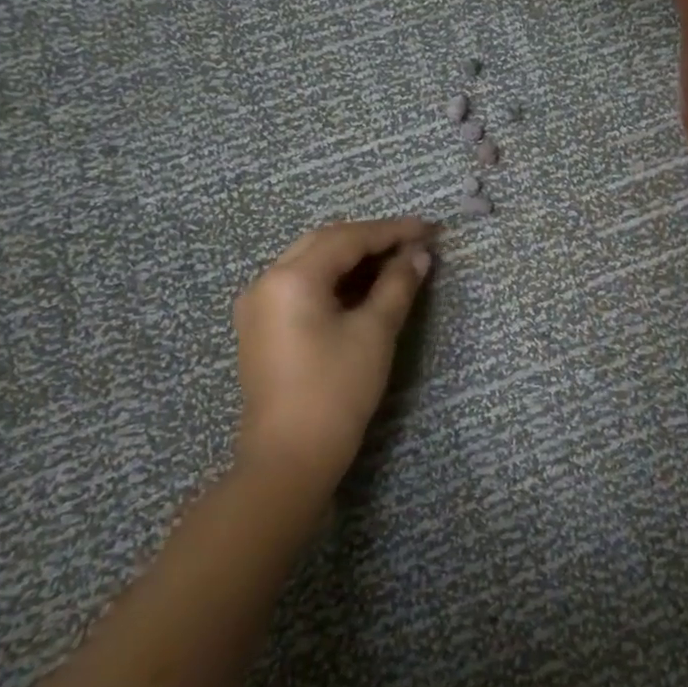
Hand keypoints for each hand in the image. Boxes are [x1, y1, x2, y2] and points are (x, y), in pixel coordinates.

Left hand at [232, 216, 435, 490]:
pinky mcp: (261, 328)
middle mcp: (266, 281)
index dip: (392, 231)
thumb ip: (397, 285)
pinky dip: (334, 279)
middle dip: (370, 239)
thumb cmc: (336, 391)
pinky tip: (363, 287)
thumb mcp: (375, 333)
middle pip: (324, 243)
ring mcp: (258, 305)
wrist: (289, 457)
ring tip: (395, 262)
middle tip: (413, 243)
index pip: (348, 238)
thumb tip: (419, 255)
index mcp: (291, 278)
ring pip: (310, 262)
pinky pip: (300, 286)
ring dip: (352, 258)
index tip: (429, 229)